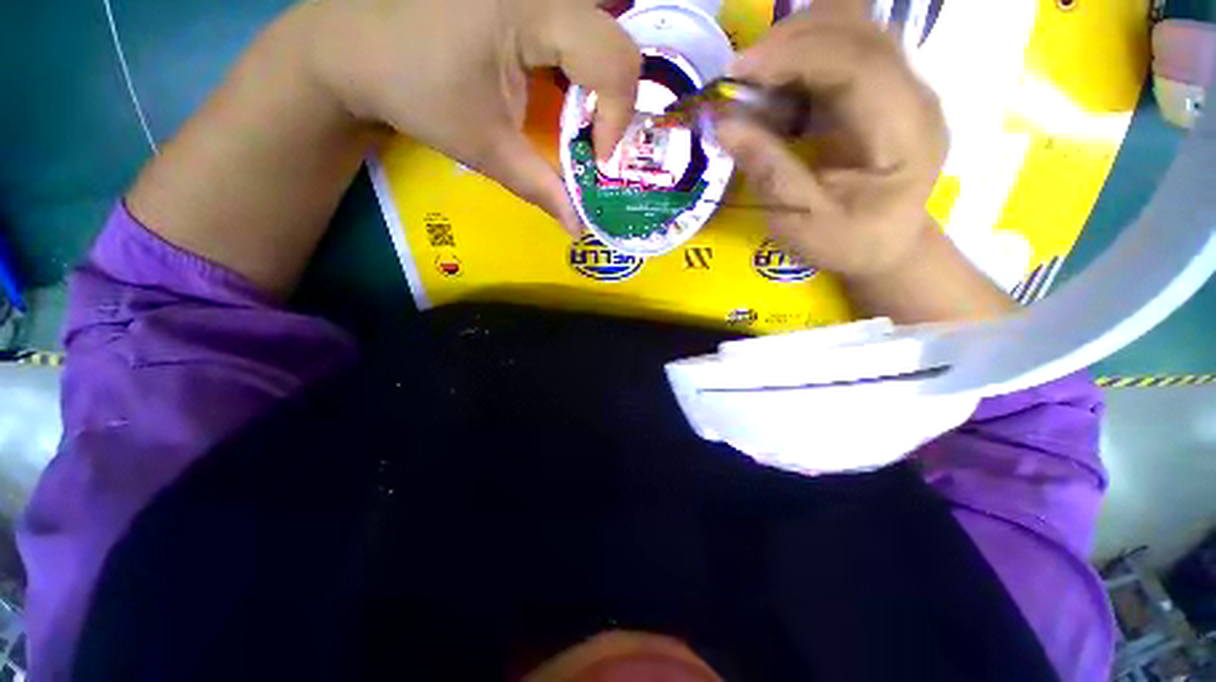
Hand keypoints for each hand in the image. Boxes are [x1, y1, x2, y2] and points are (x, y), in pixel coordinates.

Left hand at [309, 0, 641, 234]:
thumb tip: (578, 230)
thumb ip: (541, 189)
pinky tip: (563, 91)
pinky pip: (576, 25)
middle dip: (614, 102)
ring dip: (601, 84)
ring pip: (601, 31)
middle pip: (616, 42)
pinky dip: (581, 66)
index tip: (595, 157)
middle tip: (594, 140)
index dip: (617, 116)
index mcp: (532, 9)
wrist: (354, 44)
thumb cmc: (415, 91)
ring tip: (583, 122)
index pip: (615, 60)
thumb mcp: (486, 147)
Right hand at [715, 0, 947, 277]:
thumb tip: (724, 127)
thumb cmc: (848, 243)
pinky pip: (843, 46)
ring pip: (851, 26)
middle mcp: (913, 95)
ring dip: (795, 40)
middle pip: (857, 29)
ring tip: (754, 78)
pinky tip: (777, 84)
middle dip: (790, 40)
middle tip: (738, 76)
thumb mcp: (802, 223)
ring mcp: (902, 84)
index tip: (737, 72)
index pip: (858, 63)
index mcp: (904, 135)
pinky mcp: (884, 86)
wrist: (886, 245)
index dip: (796, 55)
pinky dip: (802, 54)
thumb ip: (769, 172)